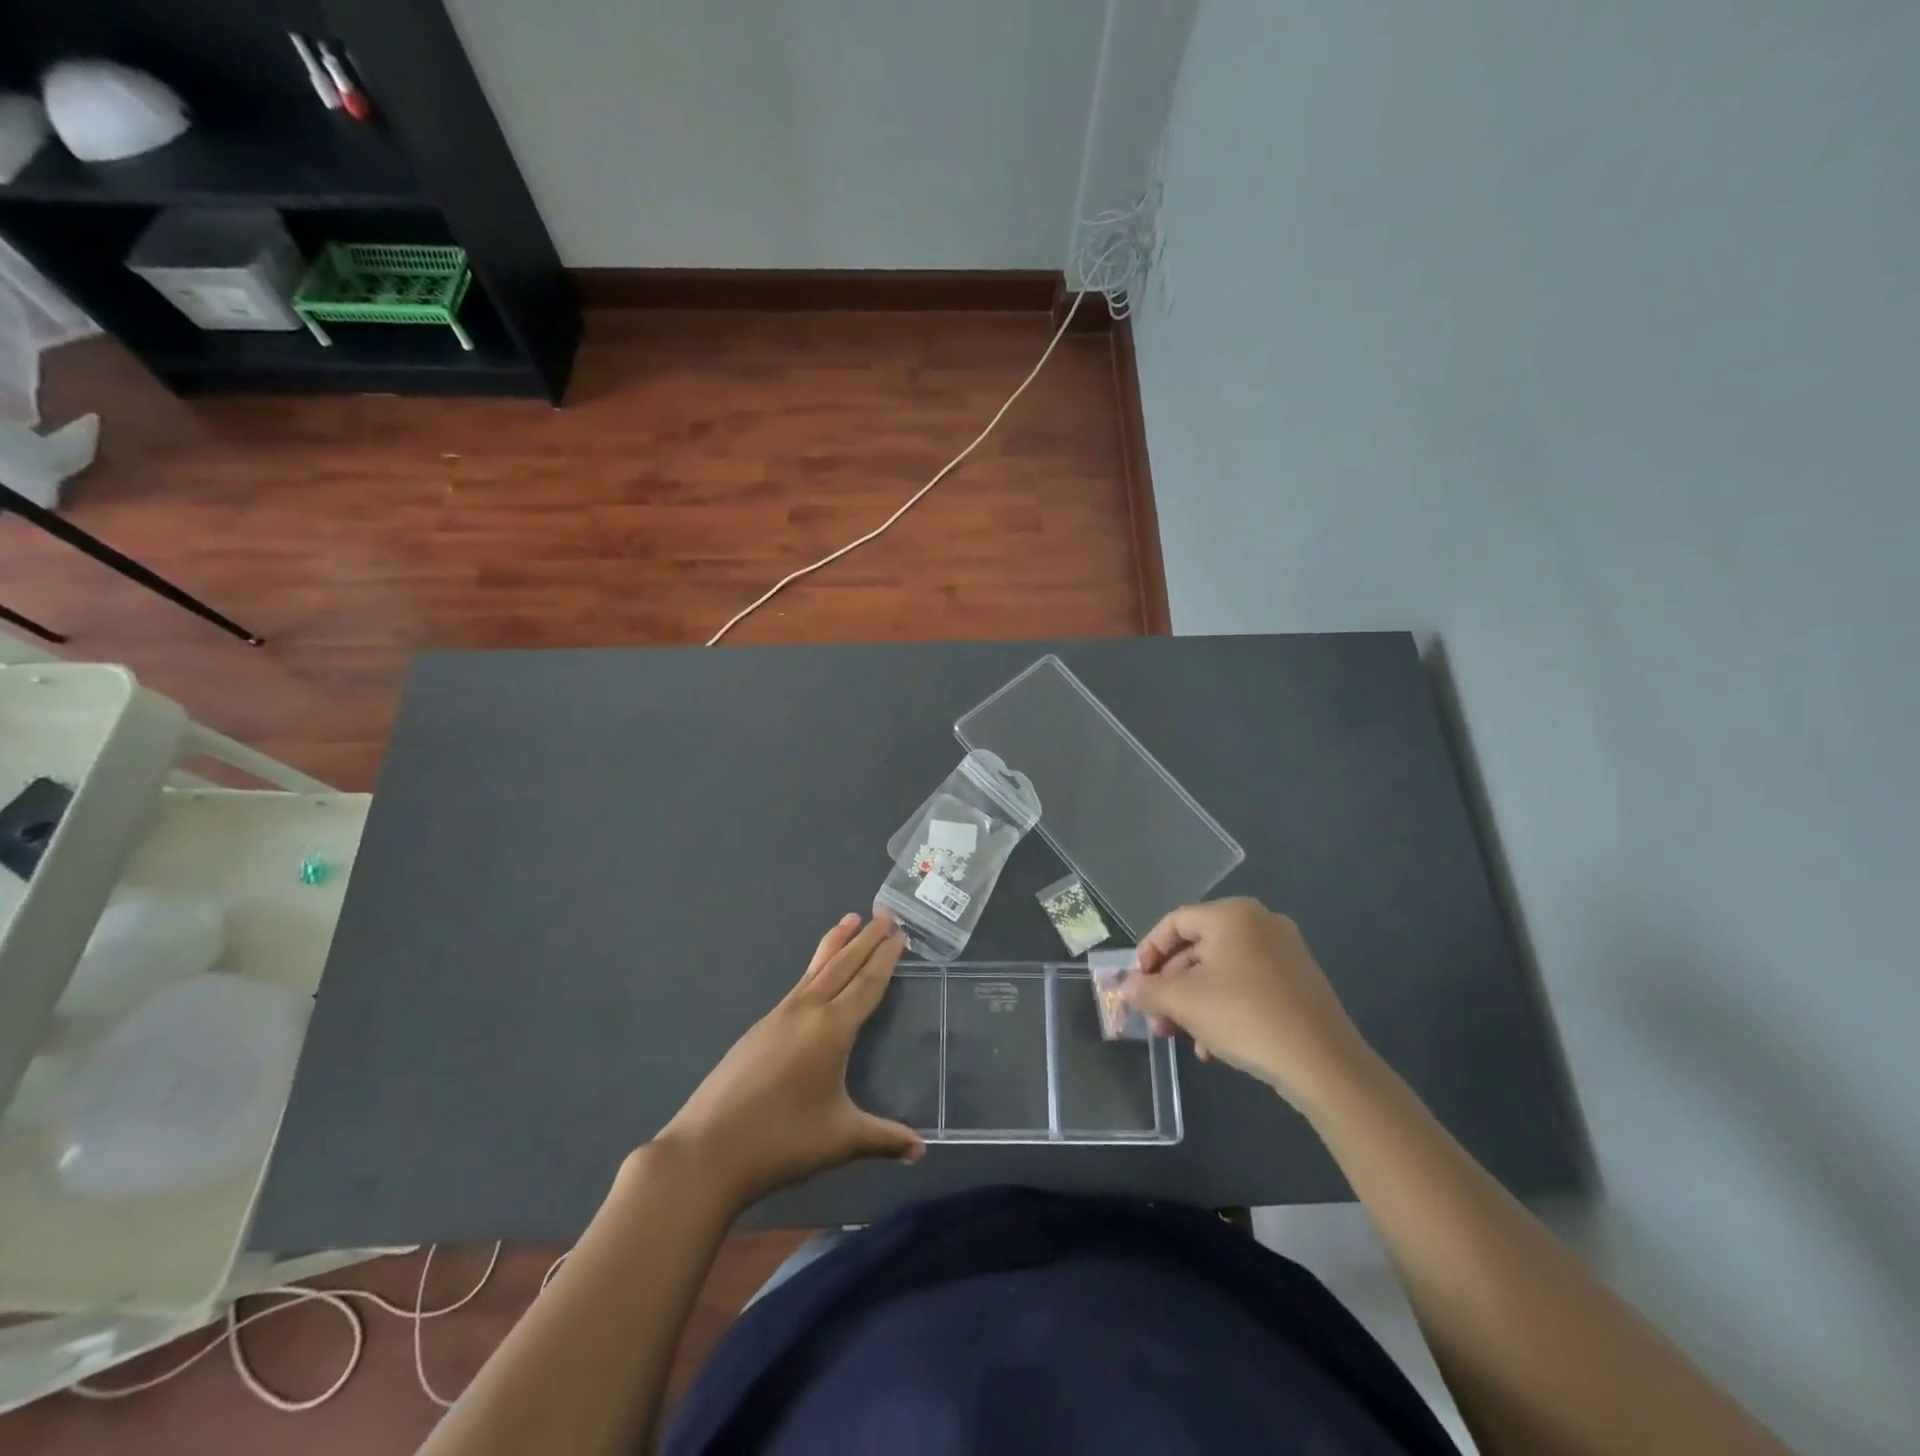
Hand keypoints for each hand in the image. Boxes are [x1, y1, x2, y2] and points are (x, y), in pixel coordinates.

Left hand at [655, 913, 924, 1210]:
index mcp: (832, 1029)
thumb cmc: (781, 1141)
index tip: (899, 933)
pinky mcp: (759, 1029)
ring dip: (837, 944)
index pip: (866, 983)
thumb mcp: (840, 1140)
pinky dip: (816, 967)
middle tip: (885, 915)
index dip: (885, 958)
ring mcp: (778, 1016)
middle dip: (866, 939)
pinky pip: (798, 985)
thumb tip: (921, 1150)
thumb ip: (883, 1138)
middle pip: (842, 965)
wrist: (707, 1151)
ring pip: (815, 969)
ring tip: (850, 920)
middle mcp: (806, 1011)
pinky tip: (816, 976)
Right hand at [1124, 898, 1376, 1113]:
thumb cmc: (1245, 1016)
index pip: (1175, 923)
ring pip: (1221, 973)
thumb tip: (1127, 988)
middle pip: (1198, 949)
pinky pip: (1247, 987)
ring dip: (1194, 1004)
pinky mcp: (1298, 983)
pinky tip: (1213, 1048)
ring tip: (1180, 1039)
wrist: (1324, 1064)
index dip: (1148, 952)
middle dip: (1171, 987)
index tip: (1136, 983)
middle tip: (1155, 1019)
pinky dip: (1224, 1009)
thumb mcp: (1184, 1002)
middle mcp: (1260, 924)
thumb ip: (1148, 990)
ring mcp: (1284, 953)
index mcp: (1232, 915)